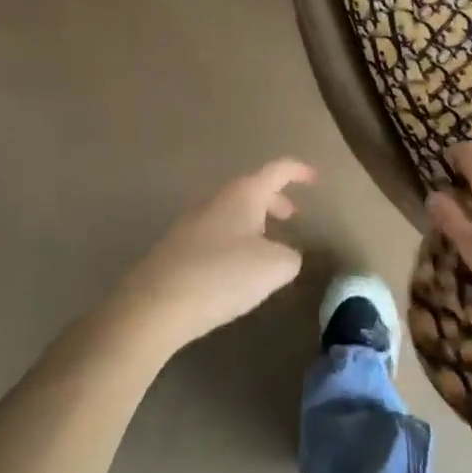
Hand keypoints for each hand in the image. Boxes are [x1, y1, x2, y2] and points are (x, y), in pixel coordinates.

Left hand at [112, 158, 309, 352]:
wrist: (157, 302)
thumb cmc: (223, 274)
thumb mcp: (274, 267)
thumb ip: (290, 256)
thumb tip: (284, 255)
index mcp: (244, 194)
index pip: (277, 170)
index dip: (298, 171)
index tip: (314, 178)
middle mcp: (217, 199)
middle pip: (252, 190)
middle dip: (275, 201)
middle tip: (292, 217)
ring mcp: (193, 221)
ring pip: (232, 212)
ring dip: (253, 223)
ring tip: (267, 247)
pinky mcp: (178, 247)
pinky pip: (215, 233)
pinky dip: (234, 241)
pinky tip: (236, 270)